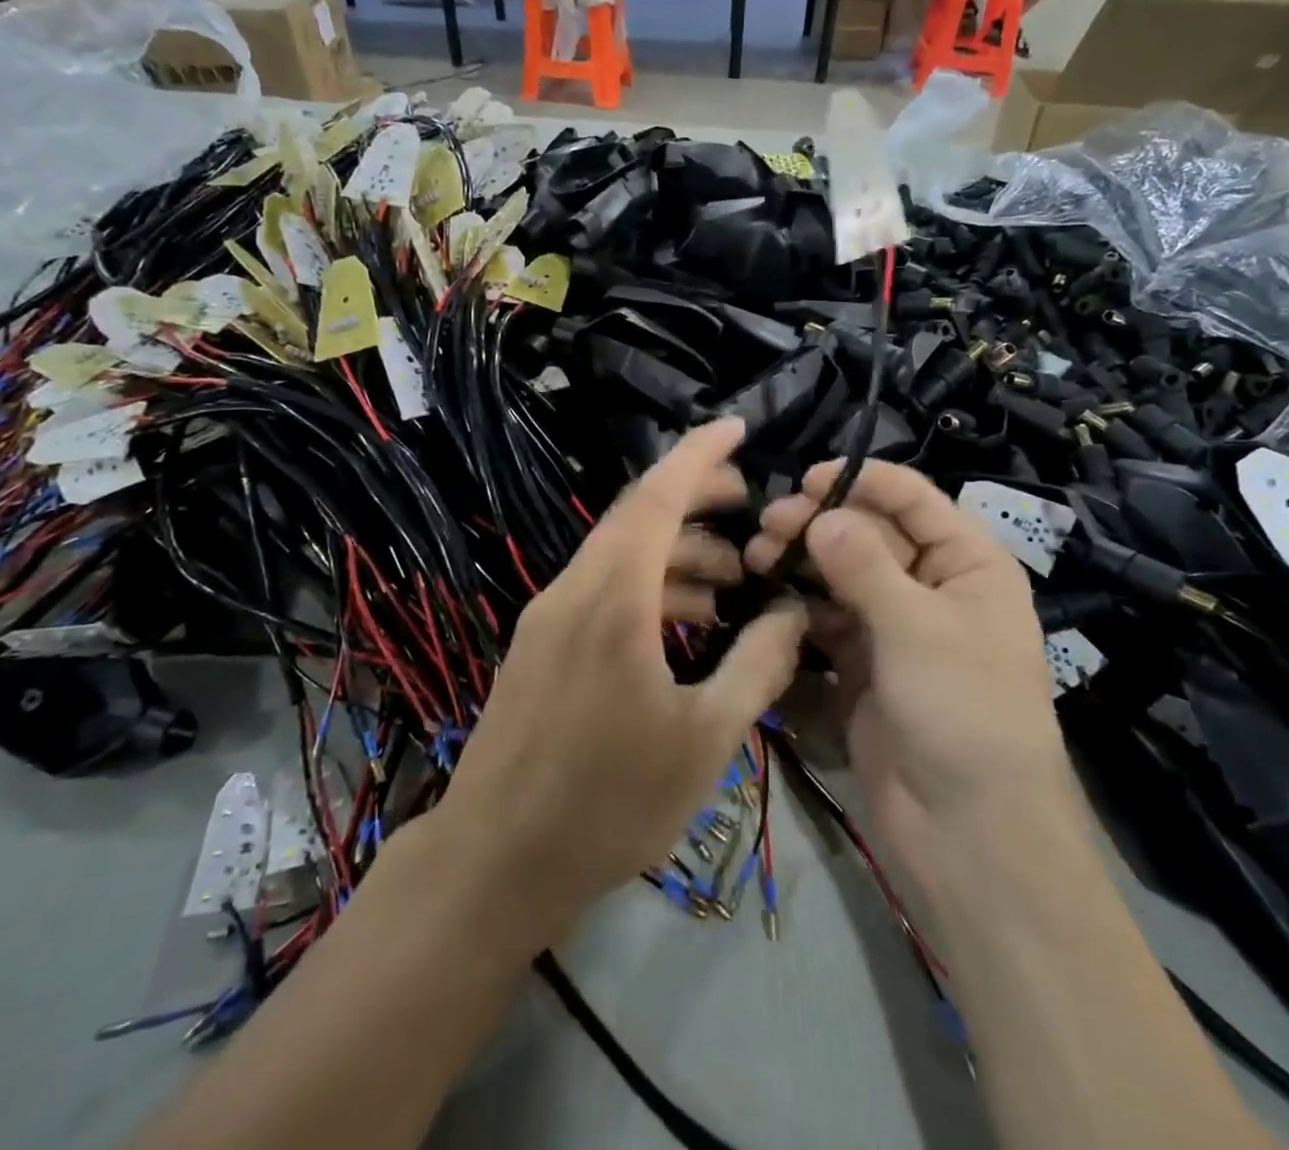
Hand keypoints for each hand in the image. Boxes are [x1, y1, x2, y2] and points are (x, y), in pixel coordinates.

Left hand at [438, 417, 806, 935]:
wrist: (495, 860)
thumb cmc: (608, 801)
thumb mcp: (704, 738)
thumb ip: (757, 666)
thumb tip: (793, 614)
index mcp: (612, 596)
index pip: (658, 495)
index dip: (699, 454)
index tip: (738, 427)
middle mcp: (574, 589)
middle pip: (640, 516)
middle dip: (698, 500)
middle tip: (752, 508)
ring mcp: (551, 616)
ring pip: (624, 556)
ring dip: (679, 555)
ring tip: (735, 582)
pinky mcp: (543, 645)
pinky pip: (605, 591)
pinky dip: (651, 589)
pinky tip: (688, 625)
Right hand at [744, 461, 1062, 895]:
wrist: (970, 835)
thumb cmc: (964, 711)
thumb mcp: (918, 627)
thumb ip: (864, 564)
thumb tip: (820, 516)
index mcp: (967, 563)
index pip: (912, 499)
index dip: (861, 482)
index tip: (804, 481)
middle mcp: (932, 587)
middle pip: (870, 534)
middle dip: (820, 524)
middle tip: (767, 527)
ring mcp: (895, 629)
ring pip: (843, 576)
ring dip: (803, 563)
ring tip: (757, 557)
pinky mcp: (864, 667)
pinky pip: (828, 621)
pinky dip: (801, 607)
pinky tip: (769, 597)